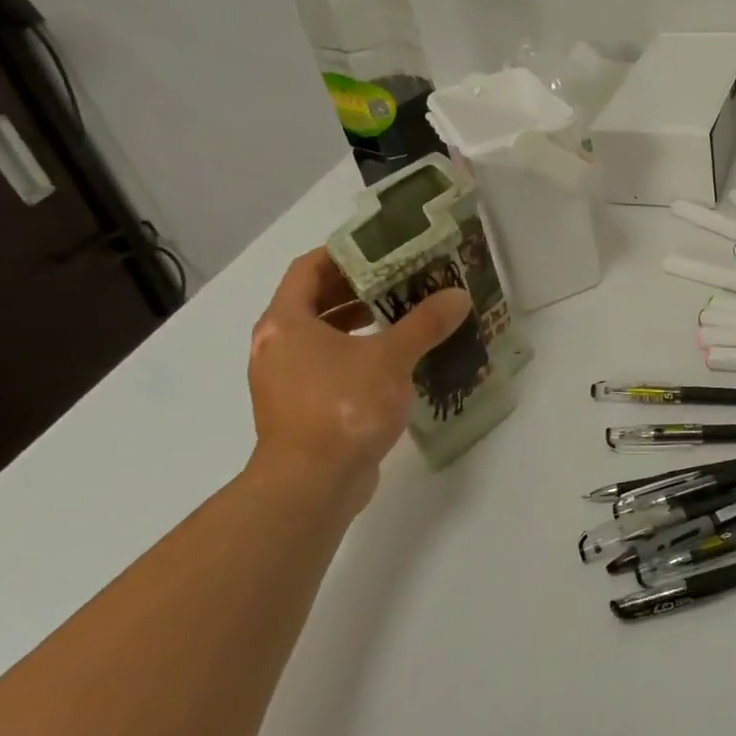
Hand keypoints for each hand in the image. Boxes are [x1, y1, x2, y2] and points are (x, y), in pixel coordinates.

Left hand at [246, 248, 471, 508]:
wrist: (312, 485)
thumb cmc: (343, 406)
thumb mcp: (390, 358)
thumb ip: (424, 324)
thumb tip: (457, 296)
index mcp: (285, 322)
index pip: (308, 269)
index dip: (344, 255)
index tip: (382, 250)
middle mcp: (277, 346)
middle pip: (315, 302)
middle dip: (358, 289)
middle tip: (401, 280)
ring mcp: (285, 380)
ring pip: (322, 337)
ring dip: (359, 324)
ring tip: (403, 316)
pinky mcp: (300, 409)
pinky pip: (328, 367)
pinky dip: (356, 356)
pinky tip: (394, 361)